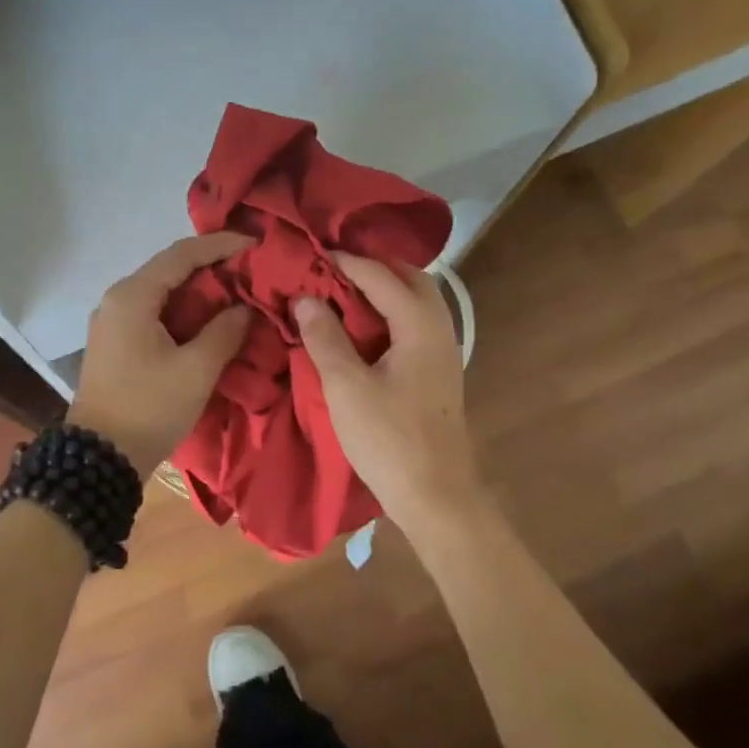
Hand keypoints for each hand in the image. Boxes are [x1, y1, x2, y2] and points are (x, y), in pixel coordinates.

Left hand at [69, 232, 253, 478]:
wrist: (100, 458)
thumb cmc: (149, 408)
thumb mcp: (196, 370)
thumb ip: (224, 331)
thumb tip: (243, 309)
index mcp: (133, 297)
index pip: (182, 254)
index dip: (221, 246)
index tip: (255, 244)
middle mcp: (117, 300)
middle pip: (170, 269)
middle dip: (212, 267)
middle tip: (251, 270)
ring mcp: (113, 322)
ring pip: (162, 292)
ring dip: (199, 291)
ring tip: (237, 292)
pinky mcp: (116, 343)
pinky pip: (154, 313)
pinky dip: (184, 311)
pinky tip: (209, 320)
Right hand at [294, 254, 484, 533]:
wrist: (436, 494)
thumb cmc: (389, 439)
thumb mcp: (346, 387)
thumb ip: (325, 338)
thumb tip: (305, 298)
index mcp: (420, 325)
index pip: (381, 276)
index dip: (346, 261)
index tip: (313, 253)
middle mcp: (439, 329)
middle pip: (411, 279)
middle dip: (373, 267)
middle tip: (333, 267)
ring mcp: (443, 352)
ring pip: (417, 302)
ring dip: (383, 290)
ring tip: (344, 293)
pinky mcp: (438, 373)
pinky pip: (414, 325)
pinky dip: (389, 314)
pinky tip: (363, 329)